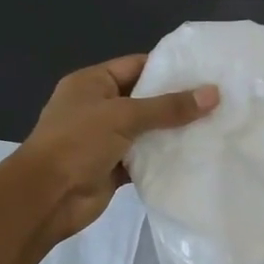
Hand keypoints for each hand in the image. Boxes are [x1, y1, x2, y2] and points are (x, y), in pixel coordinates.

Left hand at [13, 55, 217, 245]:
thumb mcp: (124, 116)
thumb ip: (169, 107)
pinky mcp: (113, 168)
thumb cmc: (77, 143)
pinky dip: (164, 158)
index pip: (136, 65)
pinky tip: (195, 155)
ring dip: (173, 131)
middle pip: (144, 99)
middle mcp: (98, 107)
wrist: (46, 197)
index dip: (168, 67)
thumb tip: (213, 93)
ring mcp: (105, 139)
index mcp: (92, 83)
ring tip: (215, 125)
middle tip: (218, 99)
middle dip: (177, 101)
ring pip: (146, 130)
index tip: (204, 71)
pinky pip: (144, 158)